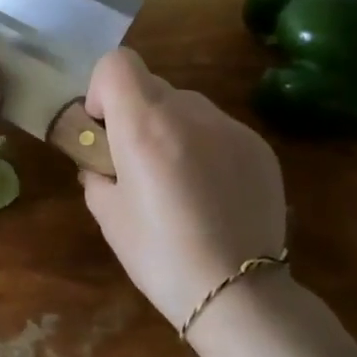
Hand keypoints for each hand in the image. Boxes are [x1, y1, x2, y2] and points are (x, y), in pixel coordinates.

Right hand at [80, 48, 289, 326]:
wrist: (237, 293)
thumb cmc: (159, 256)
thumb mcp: (108, 215)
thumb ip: (96, 173)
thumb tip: (101, 162)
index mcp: (144, 126)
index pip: (117, 63)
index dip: (102, 88)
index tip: (104, 127)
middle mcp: (189, 113)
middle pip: (152, 85)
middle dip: (136, 113)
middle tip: (137, 161)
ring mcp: (230, 127)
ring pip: (188, 106)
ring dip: (173, 128)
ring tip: (178, 181)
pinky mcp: (260, 147)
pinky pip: (219, 129)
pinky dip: (205, 147)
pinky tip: (211, 193)